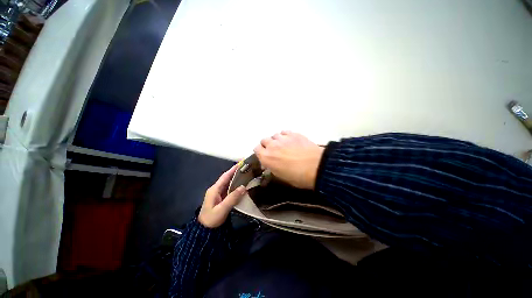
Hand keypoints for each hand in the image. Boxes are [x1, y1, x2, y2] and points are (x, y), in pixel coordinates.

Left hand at [198, 165, 246, 227]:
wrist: (205, 231)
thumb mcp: (222, 209)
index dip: (233, 169)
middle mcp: (216, 189)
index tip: (241, 163)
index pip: (225, 176)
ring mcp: (219, 194)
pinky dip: (236, 186)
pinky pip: (230, 190)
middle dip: (236, 173)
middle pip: (227, 178)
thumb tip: (243, 187)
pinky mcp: (222, 199)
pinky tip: (243, 186)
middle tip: (247, 168)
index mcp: (214, 189)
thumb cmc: (212, 219)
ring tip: (247, 175)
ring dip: (237, 179)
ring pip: (229, 184)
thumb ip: (232, 198)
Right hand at [254, 131, 324, 189]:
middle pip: (264, 140)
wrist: (317, 167)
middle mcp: (272, 146)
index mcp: (266, 157)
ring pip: (274, 135)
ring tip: (284, 145)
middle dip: (267, 145)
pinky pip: (284, 132)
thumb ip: (272, 167)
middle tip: (275, 151)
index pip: (256, 148)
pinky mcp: (293, 134)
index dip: (260, 151)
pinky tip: (291, 141)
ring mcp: (282, 138)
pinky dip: (285, 136)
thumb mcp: (281, 176)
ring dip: (277, 140)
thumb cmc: (298, 177)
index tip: (265, 155)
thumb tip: (270, 163)